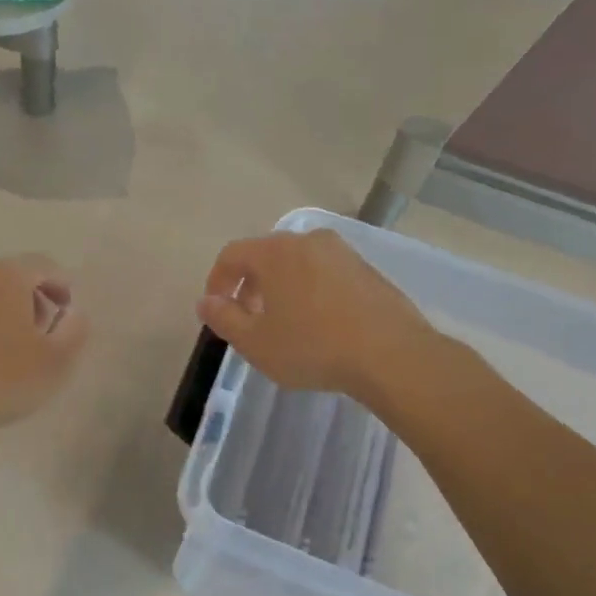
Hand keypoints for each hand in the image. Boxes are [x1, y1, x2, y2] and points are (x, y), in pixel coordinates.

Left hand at [0, 255, 88, 439]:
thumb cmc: (0, 380)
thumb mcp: (56, 362)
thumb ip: (74, 331)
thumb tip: (73, 314)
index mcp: (6, 274)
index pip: (44, 266)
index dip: (61, 287)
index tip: (66, 313)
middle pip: (6, 277)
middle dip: (26, 300)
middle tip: (37, 333)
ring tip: (1, 350)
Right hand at [195, 230, 442, 403]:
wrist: (390, 354)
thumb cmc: (312, 347)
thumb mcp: (256, 342)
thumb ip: (224, 319)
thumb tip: (206, 302)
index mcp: (275, 252)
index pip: (232, 254)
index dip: (217, 281)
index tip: (216, 310)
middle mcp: (308, 241)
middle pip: (266, 256)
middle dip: (250, 285)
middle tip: (249, 319)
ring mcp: (342, 252)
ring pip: (298, 264)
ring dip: (281, 288)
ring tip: (284, 323)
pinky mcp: (367, 270)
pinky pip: (325, 274)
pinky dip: (311, 291)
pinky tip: (319, 324)